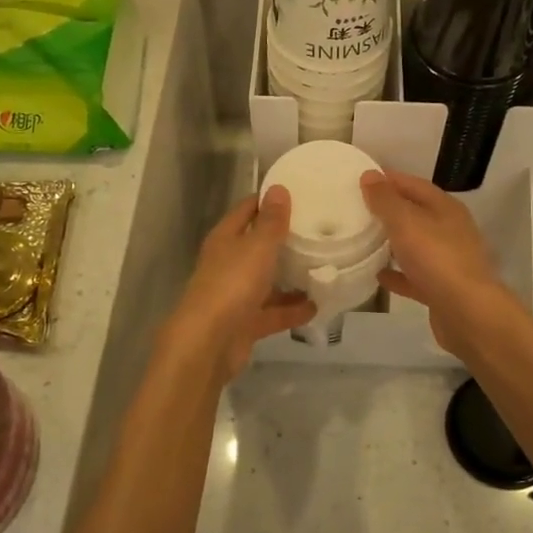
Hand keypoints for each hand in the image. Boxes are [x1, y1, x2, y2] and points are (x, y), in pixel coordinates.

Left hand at [164, 187, 315, 381]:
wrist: (209, 343)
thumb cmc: (232, 284)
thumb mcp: (257, 247)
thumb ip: (271, 220)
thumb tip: (278, 188)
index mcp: (225, 239)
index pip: (247, 210)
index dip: (269, 200)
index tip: (300, 194)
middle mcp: (228, 263)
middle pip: (258, 246)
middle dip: (285, 240)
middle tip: (319, 231)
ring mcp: (236, 295)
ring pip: (267, 281)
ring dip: (291, 277)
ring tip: (323, 268)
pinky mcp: (245, 323)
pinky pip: (273, 312)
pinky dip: (292, 310)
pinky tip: (317, 306)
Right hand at [361, 170, 515, 356]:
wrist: (468, 313)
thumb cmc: (437, 259)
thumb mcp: (406, 222)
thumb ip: (386, 200)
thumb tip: (369, 175)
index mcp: (445, 208)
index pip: (414, 184)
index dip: (389, 180)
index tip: (362, 179)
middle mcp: (450, 230)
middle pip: (416, 214)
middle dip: (389, 210)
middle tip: (357, 208)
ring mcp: (448, 261)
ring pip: (416, 245)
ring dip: (393, 242)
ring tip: (364, 239)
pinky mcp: (442, 289)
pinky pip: (414, 276)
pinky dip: (398, 274)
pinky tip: (378, 276)